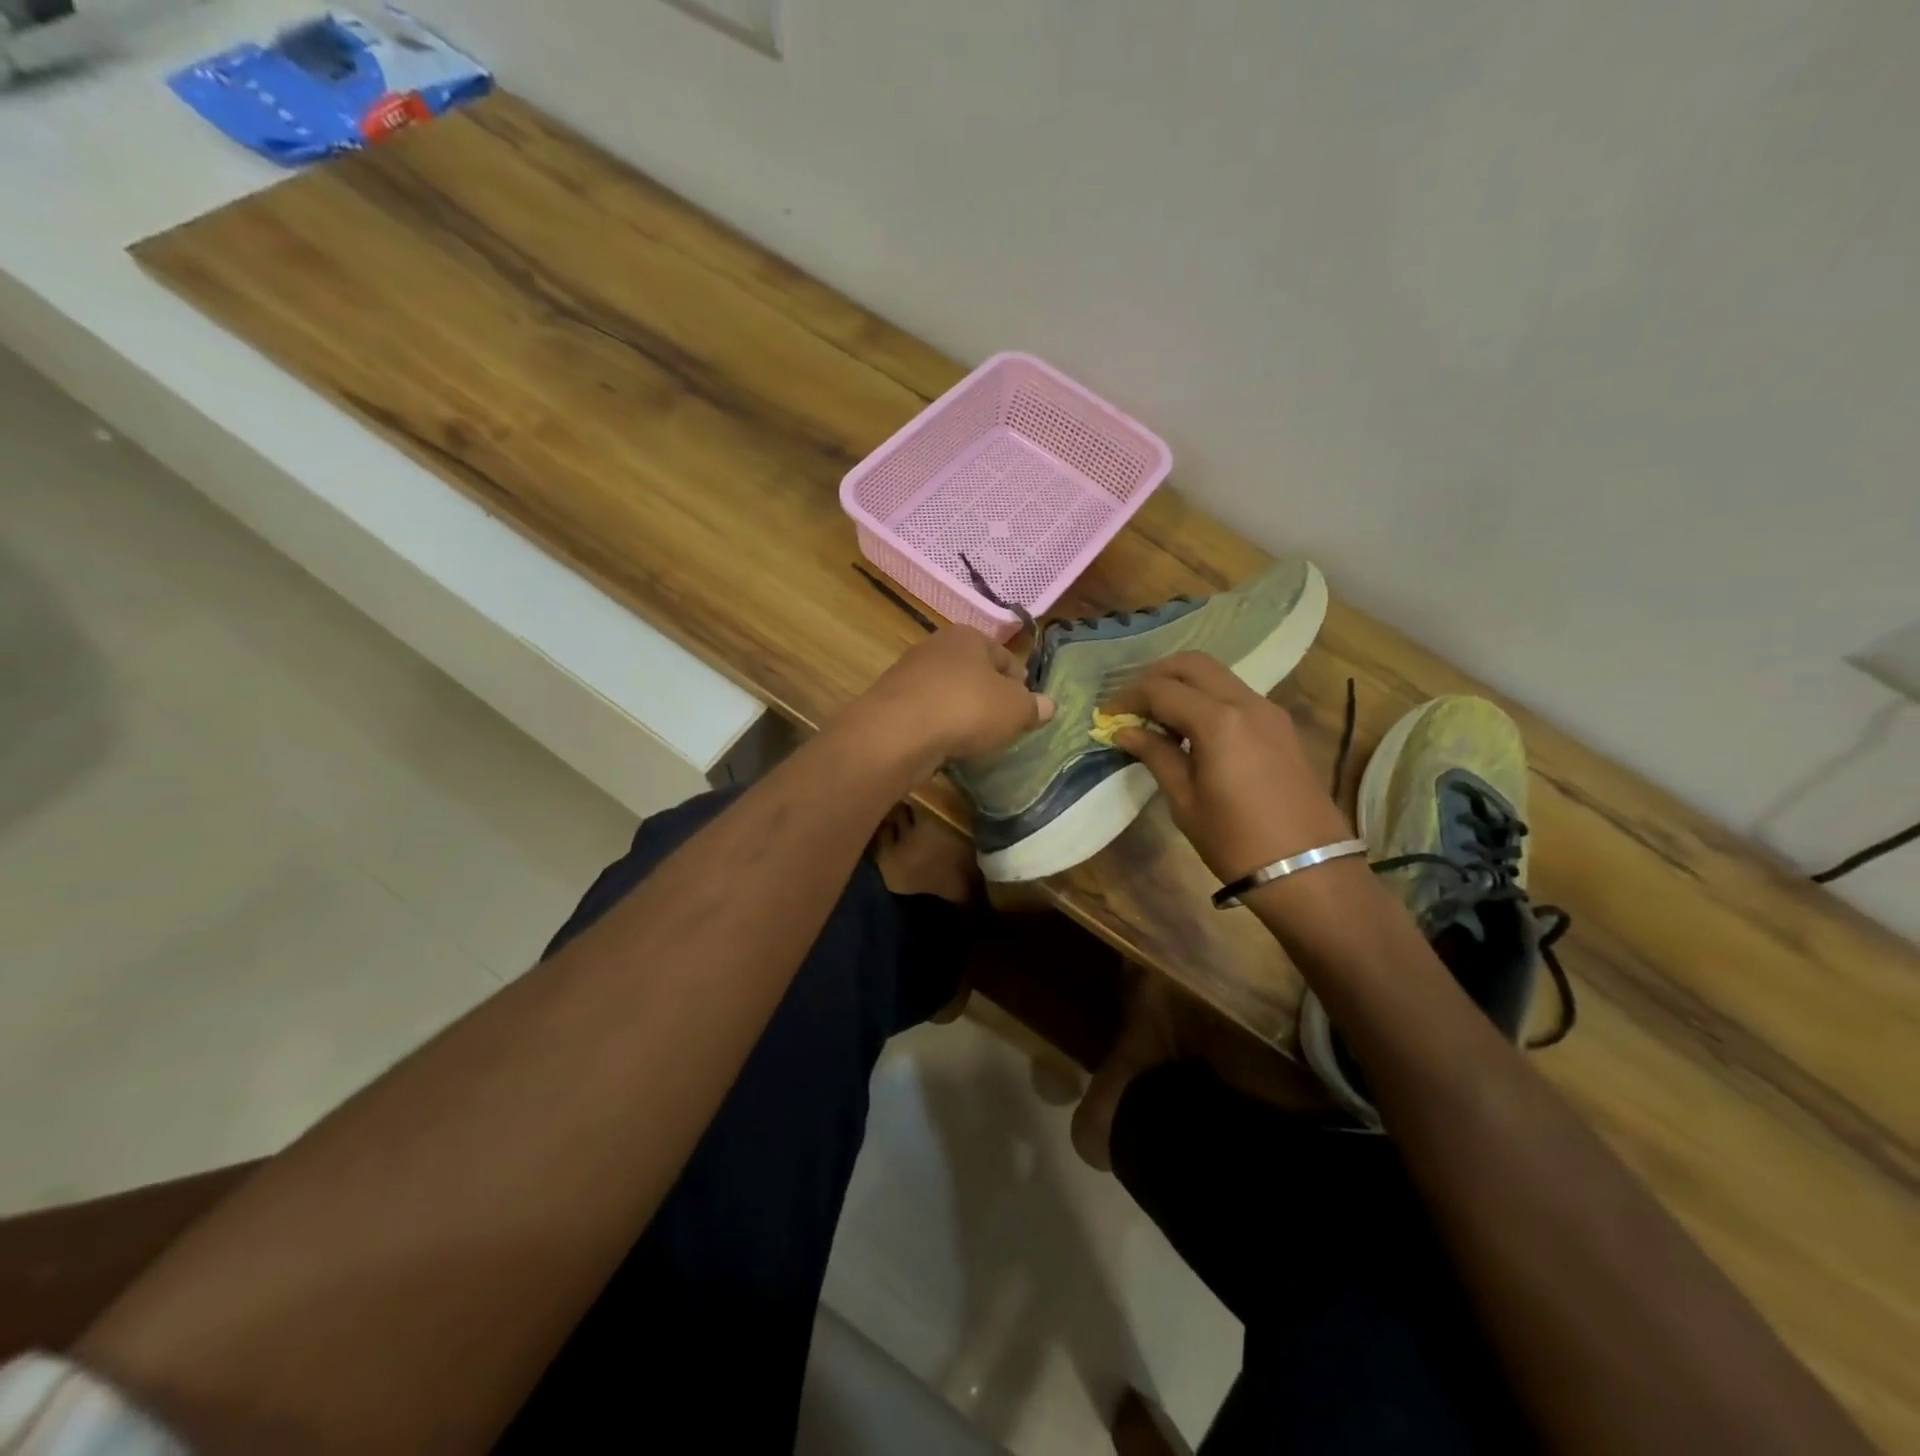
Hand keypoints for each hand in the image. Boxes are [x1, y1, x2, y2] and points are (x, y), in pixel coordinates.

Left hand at [843, 627, 1054, 778]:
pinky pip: (927, 713)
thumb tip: (1049, 705)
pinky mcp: (892, 703)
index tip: (1026, 708)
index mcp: (969, 636)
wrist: (898, 732)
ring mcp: (910, 674)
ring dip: (962, 712)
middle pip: (975, 673)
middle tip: (1003, 725)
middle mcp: (937, 646)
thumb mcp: (1015, 709)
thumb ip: (1034, 707)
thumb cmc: (966, 708)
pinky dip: (938, 727)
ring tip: (975, 739)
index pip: (1005, 657)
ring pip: (949, 693)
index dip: (1021, 683)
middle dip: (989, 696)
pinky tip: (946, 745)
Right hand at [1105, 653, 1352, 883]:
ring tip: (1158, 717)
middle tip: (1133, 704)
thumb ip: (1156, 755)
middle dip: (1157, 676)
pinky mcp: (1281, 726)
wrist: (1307, 869)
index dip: (1129, 697)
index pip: (1162, 689)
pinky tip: (1191, 730)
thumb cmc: (1235, 840)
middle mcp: (1247, 703)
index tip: (1108, 715)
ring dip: (1184, 685)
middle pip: (1194, 665)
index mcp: (1219, 721)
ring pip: (1218, 676)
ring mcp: (1269, 712)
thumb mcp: (1185, 801)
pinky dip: (1207, 699)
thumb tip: (1126, 731)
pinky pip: (1236, 695)